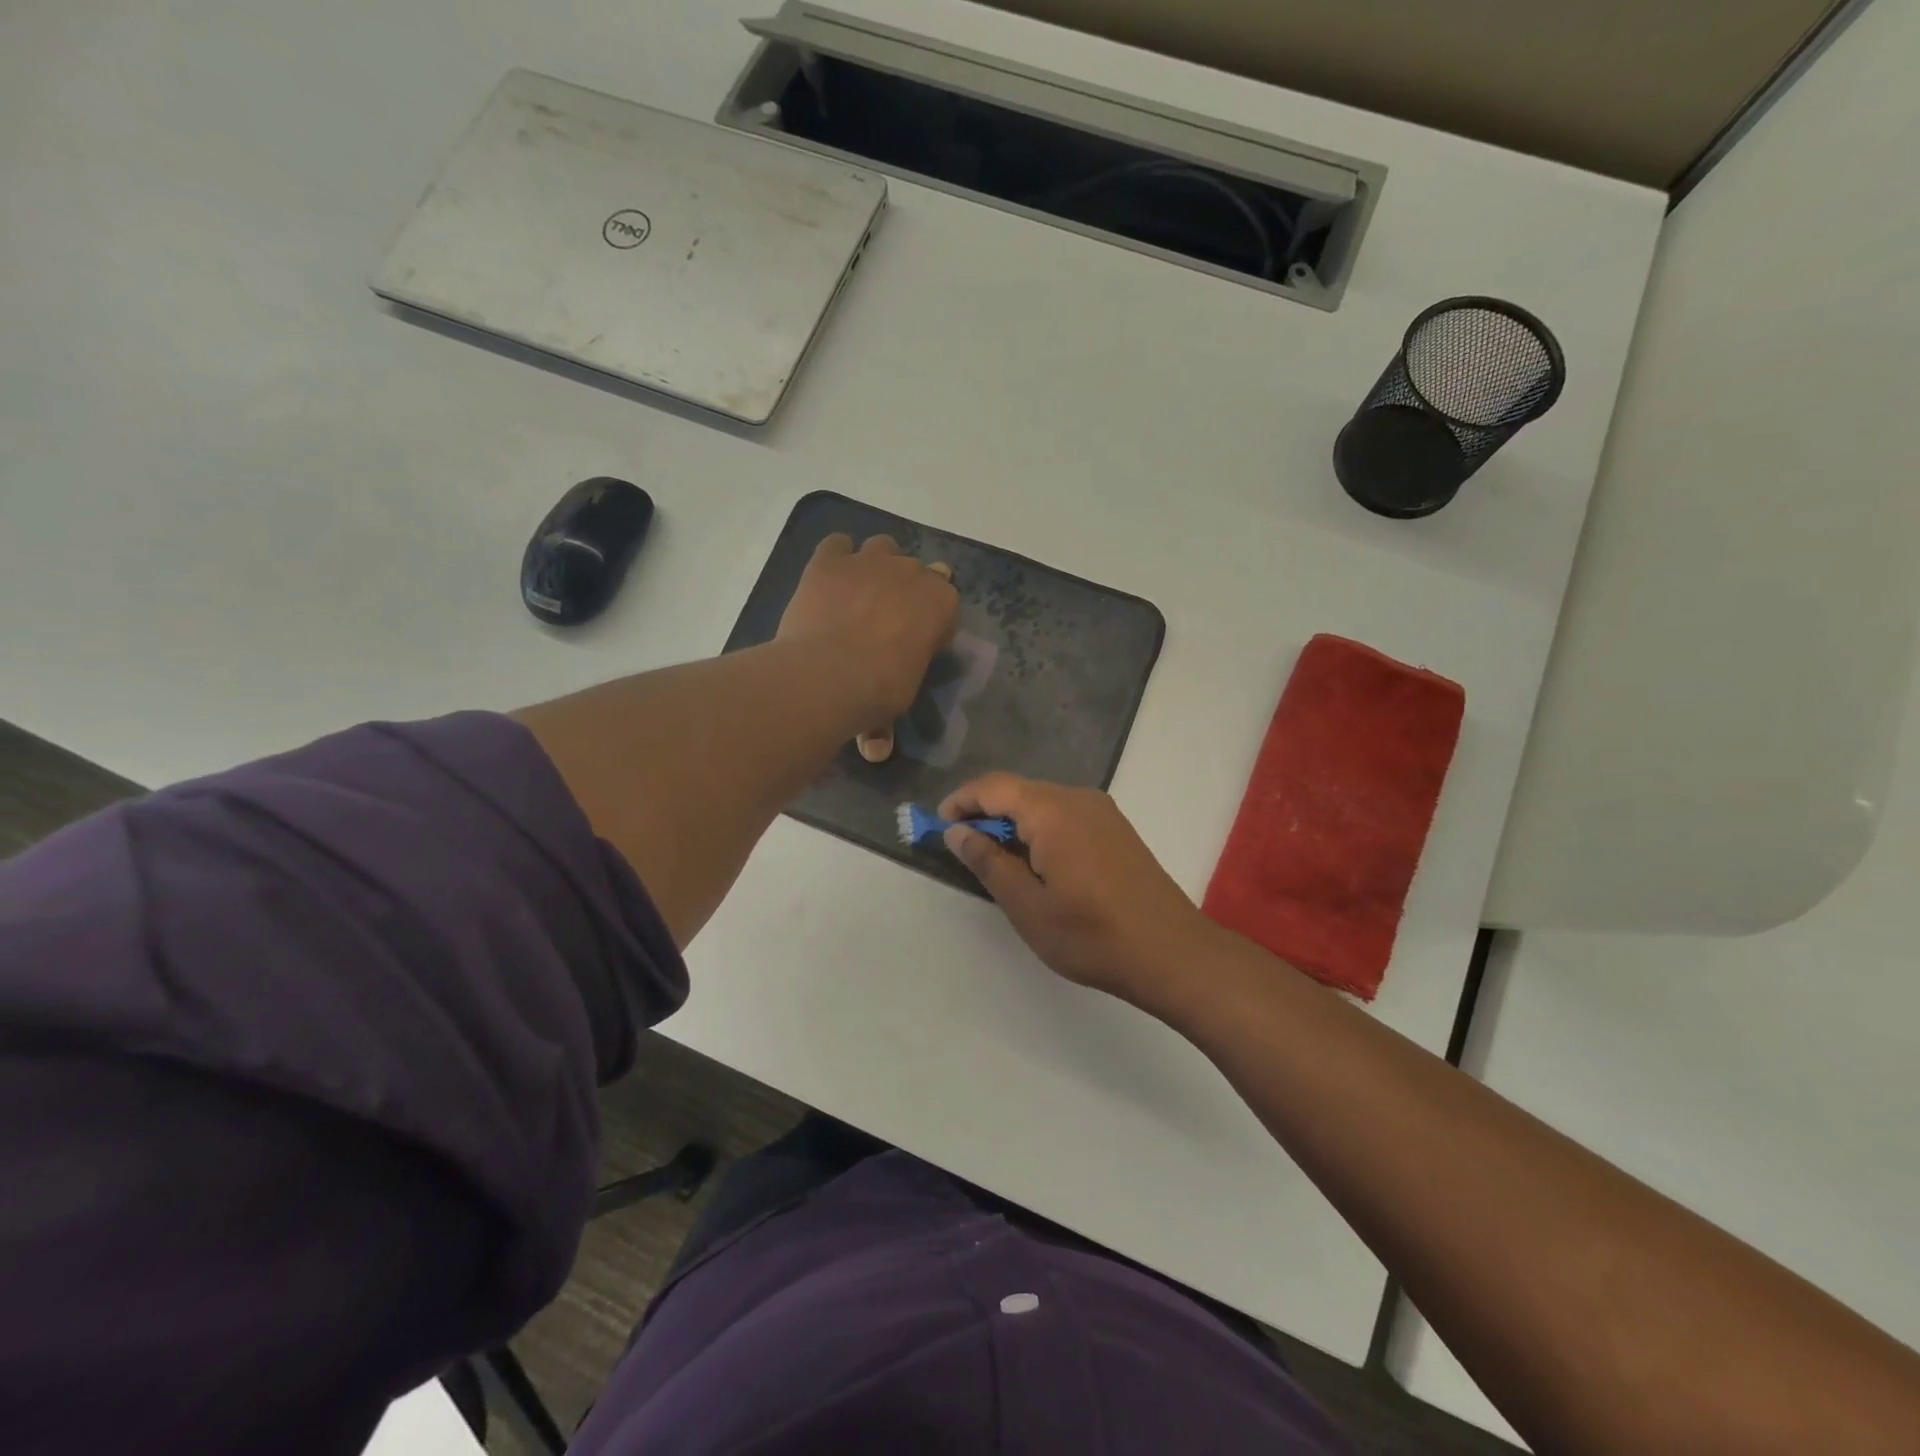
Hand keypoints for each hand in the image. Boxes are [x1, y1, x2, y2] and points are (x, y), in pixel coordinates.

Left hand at [777, 534, 957, 758]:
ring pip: (881, 547)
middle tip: (885, 620)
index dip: (930, 620)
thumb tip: (875, 752)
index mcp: (941, 604)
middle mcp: (911, 573)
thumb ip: (885, 724)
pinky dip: (836, 557)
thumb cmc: (878, 692)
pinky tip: (829, 578)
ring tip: (859, 593)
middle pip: (915, 571)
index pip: (945, 603)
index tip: (916, 641)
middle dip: (904, 590)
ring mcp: (869, 561)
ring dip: (876, 564)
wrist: (830, 673)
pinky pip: (837, 544)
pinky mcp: (829, 560)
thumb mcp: (892, 707)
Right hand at [939, 774, 1214, 1009]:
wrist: (1172, 953)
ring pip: (1043, 803)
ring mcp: (1102, 812)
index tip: (939, 826)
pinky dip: (1040, 830)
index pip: (994, 786)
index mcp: (1052, 810)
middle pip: (1019, 791)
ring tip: (997, 862)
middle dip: (986, 813)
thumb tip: (958, 832)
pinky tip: (1038, 864)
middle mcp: (1078, 798)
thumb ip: (988, 862)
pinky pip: (1066, 815)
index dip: (961, 801)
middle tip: (964, 849)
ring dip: (1014, 823)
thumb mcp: (1027, 906)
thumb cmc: (1092, 935)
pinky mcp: (1116, 829)